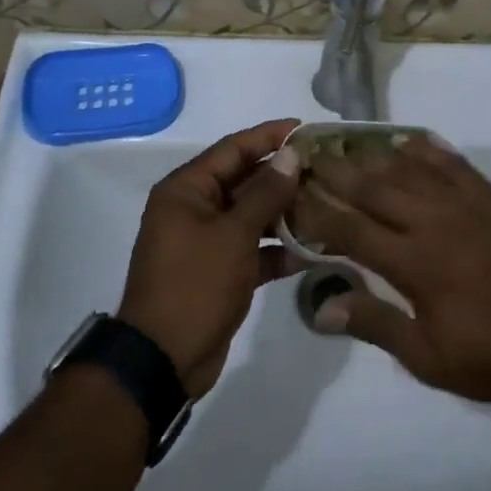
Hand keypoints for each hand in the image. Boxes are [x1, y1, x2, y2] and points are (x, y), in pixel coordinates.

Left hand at [117, 119, 303, 396]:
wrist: (163, 362)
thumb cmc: (194, 285)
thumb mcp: (233, 235)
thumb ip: (265, 193)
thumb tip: (291, 155)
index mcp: (187, 189)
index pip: (233, 148)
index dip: (269, 136)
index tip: (306, 128)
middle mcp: (195, 208)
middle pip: (245, 180)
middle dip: (284, 176)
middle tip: (327, 169)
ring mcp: (207, 241)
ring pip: (252, 215)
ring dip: (285, 213)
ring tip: (328, 205)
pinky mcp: (220, 271)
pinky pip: (253, 248)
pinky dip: (278, 249)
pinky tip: (313, 251)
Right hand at [309, 137, 490, 403]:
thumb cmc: (489, 354)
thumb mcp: (427, 356)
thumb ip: (374, 325)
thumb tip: (321, 307)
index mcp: (414, 263)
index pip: (350, 228)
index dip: (317, 210)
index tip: (292, 195)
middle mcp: (433, 221)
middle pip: (373, 187)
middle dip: (336, 171)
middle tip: (309, 156)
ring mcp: (464, 202)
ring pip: (407, 168)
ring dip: (373, 155)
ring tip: (346, 144)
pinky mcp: (489, 195)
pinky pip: (450, 161)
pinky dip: (424, 149)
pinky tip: (405, 141)